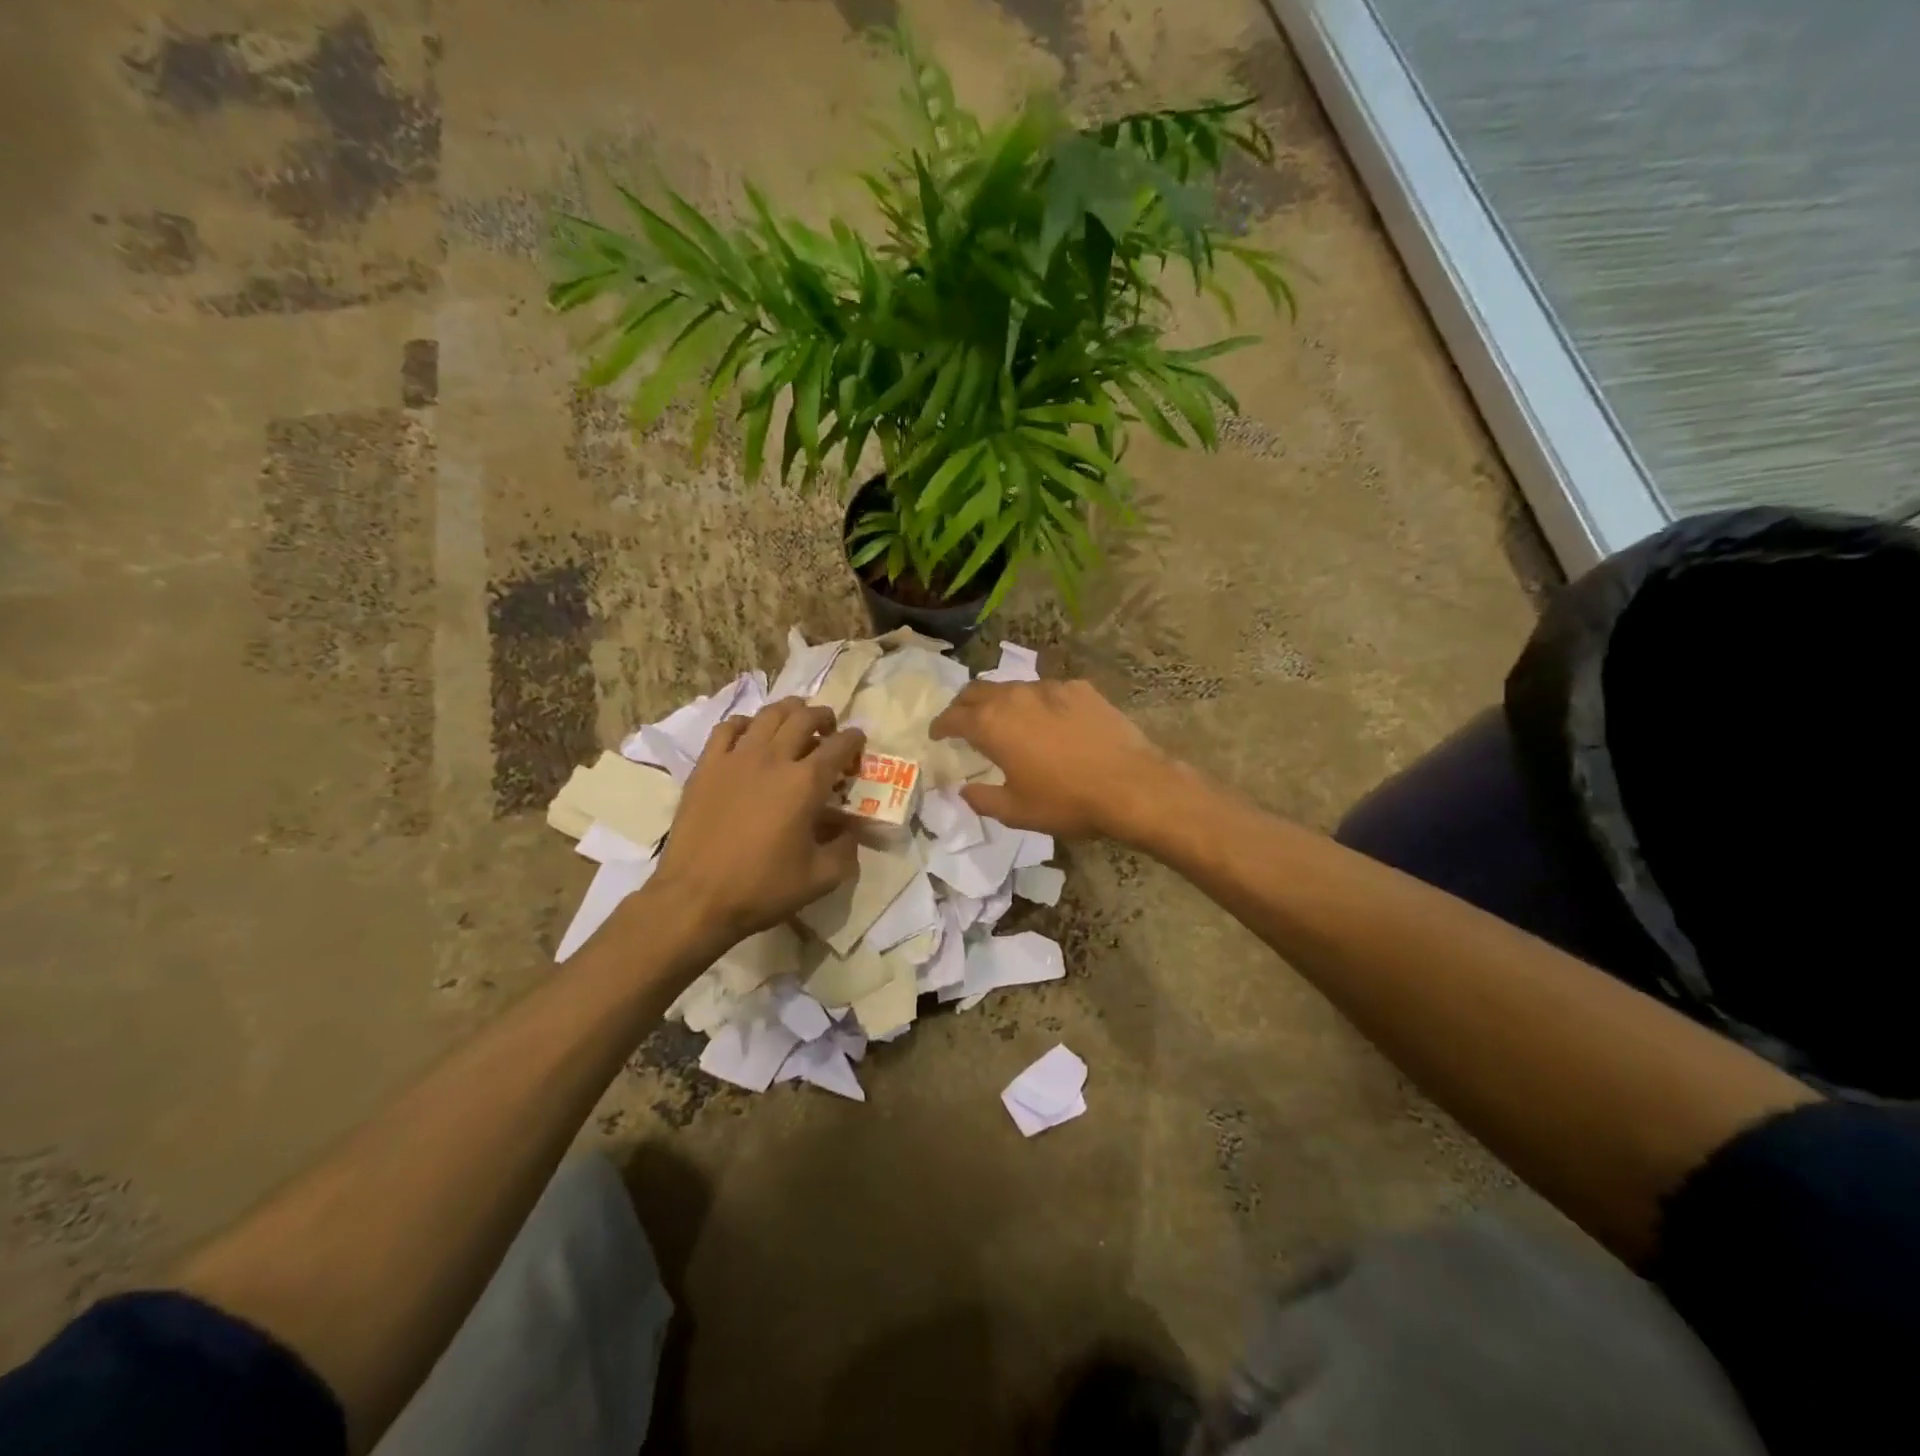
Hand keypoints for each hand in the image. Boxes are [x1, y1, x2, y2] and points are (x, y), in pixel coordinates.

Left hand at [647, 699, 865, 950]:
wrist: (696, 898)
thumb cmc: (762, 888)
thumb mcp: (821, 878)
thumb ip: (846, 850)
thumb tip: (850, 831)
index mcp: (806, 782)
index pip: (840, 745)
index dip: (854, 740)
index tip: (858, 744)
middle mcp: (774, 758)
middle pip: (804, 717)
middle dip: (823, 716)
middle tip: (829, 728)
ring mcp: (736, 757)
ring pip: (767, 715)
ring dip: (788, 711)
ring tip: (794, 721)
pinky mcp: (707, 766)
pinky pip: (727, 728)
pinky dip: (745, 724)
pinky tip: (750, 734)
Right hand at [929, 679, 1183, 841]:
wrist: (1130, 785)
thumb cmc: (1066, 802)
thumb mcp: (1016, 812)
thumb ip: (982, 799)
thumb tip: (963, 791)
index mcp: (992, 725)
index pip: (953, 716)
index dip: (940, 725)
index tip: (936, 733)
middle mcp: (1015, 696)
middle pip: (977, 690)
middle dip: (963, 704)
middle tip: (962, 720)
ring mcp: (1050, 688)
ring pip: (1013, 687)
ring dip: (1000, 701)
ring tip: (1005, 719)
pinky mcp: (1080, 688)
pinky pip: (1047, 691)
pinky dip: (1037, 703)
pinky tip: (1049, 721)